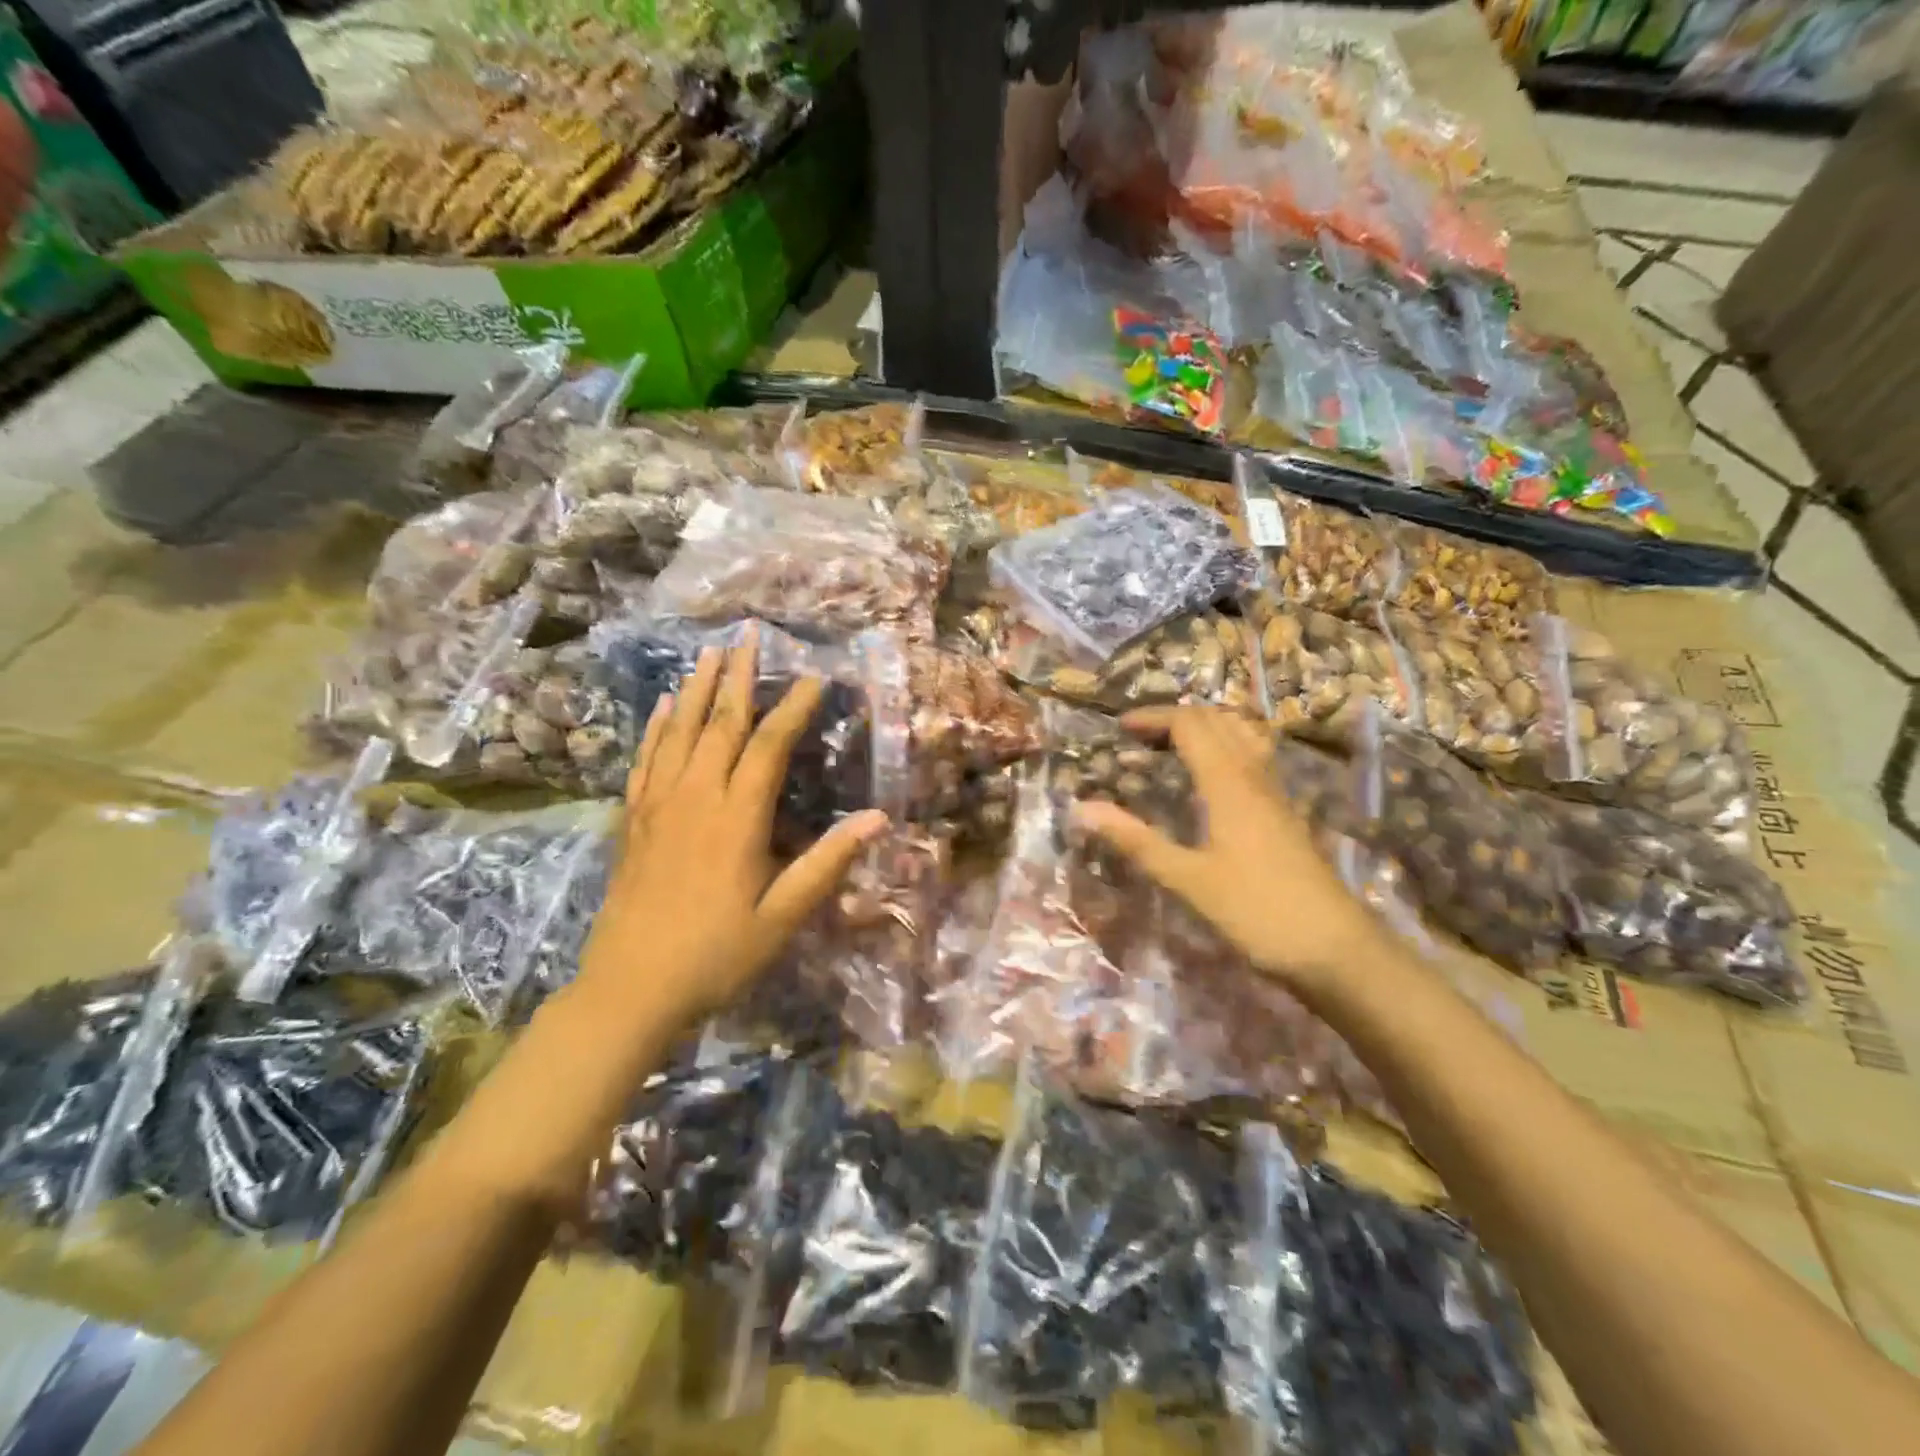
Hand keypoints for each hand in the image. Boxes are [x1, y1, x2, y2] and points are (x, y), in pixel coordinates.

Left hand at [578, 630, 888, 1025]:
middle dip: (740, 676)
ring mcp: (658, 805)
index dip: (794, 707)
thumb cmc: (716, 955)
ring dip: (698, 688)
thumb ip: (827, 863)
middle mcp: (696, 797)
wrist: (629, 990)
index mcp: (737, 817)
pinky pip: (646, 759)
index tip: (815, 677)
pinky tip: (665, 705)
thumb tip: (878, 819)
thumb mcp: (782, 916)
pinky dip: (657, 727)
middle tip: (751, 634)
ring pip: (680, 732)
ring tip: (710, 651)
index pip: (769, 745)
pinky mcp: (633, 821)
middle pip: (721, 723)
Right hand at [1071, 707, 1386, 1000]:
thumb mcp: (1188, 880)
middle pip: (1217, 720)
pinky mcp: (1285, 813)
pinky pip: (1254, 757)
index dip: (1153, 718)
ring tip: (1173, 746)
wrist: (1336, 950)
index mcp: (1228, 783)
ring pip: (1242, 734)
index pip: (1189, 724)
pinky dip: (1226, 747)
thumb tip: (1083, 808)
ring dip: (1205, 727)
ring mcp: (1275, 793)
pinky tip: (1212, 778)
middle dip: (1175, 718)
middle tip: (1139, 738)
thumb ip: (1136, 840)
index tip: (1119, 729)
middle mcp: (1254, 775)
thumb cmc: (1257, 912)